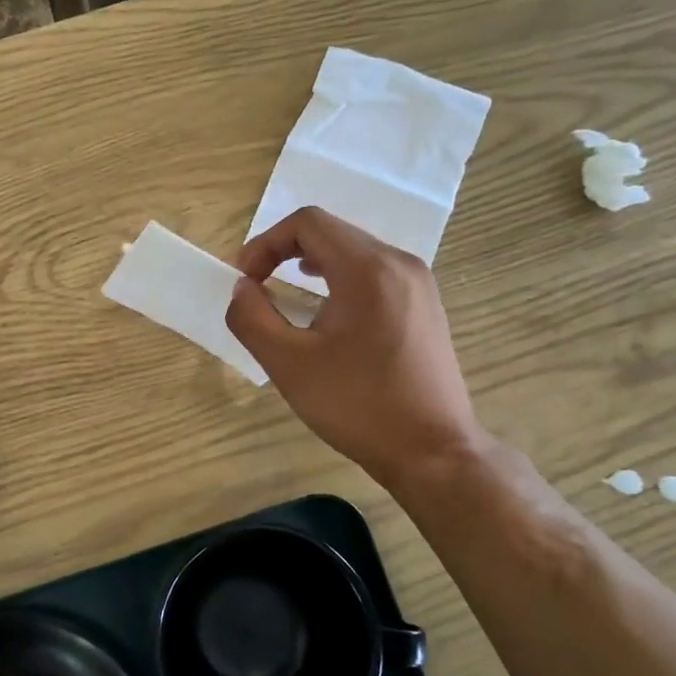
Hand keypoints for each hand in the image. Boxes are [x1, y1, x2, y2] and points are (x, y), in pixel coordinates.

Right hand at [224, 207, 486, 491]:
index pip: (308, 223)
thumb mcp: (288, 364)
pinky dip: (341, 282)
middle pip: (332, 233)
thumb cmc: (358, 406)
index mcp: (368, 269)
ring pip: (354, 252)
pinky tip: (330, 318)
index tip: (245, 281)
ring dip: (313, 267)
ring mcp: (419, 284)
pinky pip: (376, 274)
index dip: (265, 243)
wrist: (434, 452)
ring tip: (289, 300)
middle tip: (259, 290)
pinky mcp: (426, 306)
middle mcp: (400, 263)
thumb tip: (241, 288)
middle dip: (285, 253)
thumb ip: (252, 318)